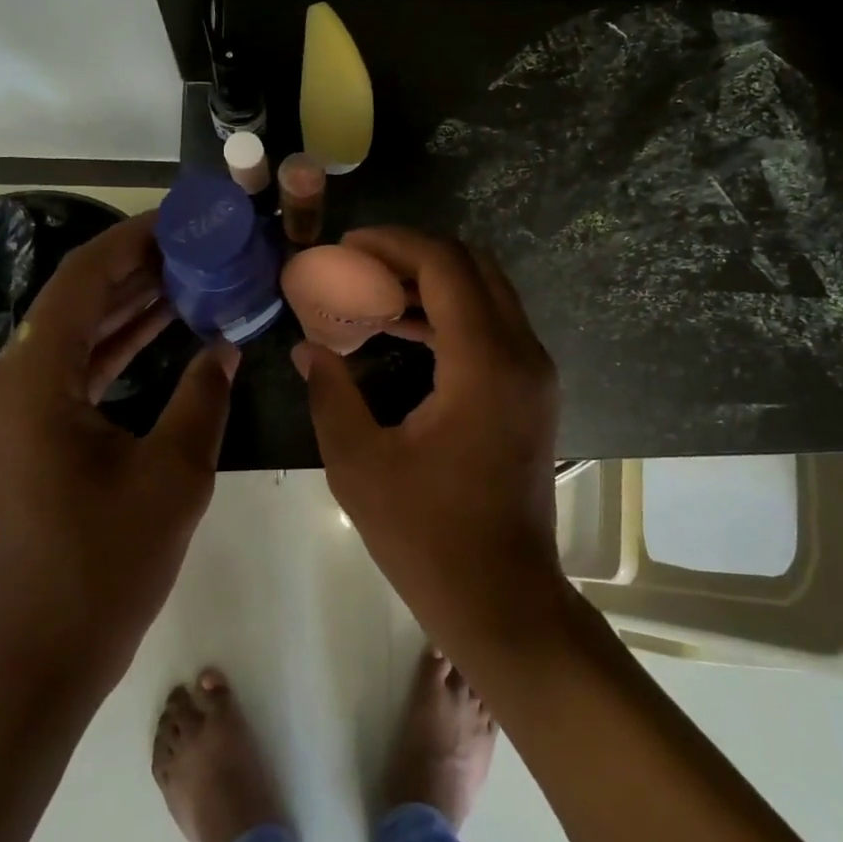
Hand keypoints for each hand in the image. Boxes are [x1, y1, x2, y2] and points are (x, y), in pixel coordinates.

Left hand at [0, 212, 236, 690]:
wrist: (37, 657)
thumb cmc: (106, 563)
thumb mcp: (173, 472)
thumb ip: (202, 396)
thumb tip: (223, 346)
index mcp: (32, 380)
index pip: (82, 280)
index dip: (132, 241)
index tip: (180, 221)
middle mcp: (6, 382)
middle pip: (74, 302)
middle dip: (136, 271)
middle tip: (197, 249)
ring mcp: (8, 412)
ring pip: (71, 336)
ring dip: (127, 309)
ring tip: (189, 280)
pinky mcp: (19, 438)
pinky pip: (68, 372)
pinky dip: (111, 350)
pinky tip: (160, 334)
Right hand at [292, 227, 562, 639]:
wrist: (502, 597)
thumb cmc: (428, 537)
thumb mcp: (360, 464)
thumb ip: (331, 393)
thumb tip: (307, 348)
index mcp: (484, 363)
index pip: (444, 265)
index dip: (393, 244)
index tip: (347, 247)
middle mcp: (522, 354)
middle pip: (473, 267)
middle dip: (414, 255)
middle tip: (358, 266)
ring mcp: (535, 373)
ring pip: (487, 294)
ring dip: (432, 284)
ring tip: (371, 294)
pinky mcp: (533, 392)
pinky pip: (493, 327)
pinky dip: (450, 316)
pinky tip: (403, 330)